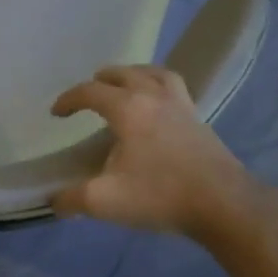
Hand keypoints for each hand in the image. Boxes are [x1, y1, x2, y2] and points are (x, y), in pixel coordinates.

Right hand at [50, 66, 266, 239]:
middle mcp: (154, 97)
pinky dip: (159, 86)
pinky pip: (175, 88)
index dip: (69, 99)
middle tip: (89, 94)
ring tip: (125, 86)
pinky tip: (157, 106)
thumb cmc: (160, 195)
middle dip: (101, 80)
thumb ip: (72, 199)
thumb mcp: (104, 201)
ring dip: (134, 74)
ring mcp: (181, 105)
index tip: (56, 113)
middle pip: (124, 73)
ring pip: (154, 74)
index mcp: (128, 109)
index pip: (91, 92)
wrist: (223, 203)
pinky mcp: (199, 119)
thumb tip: (55, 201)